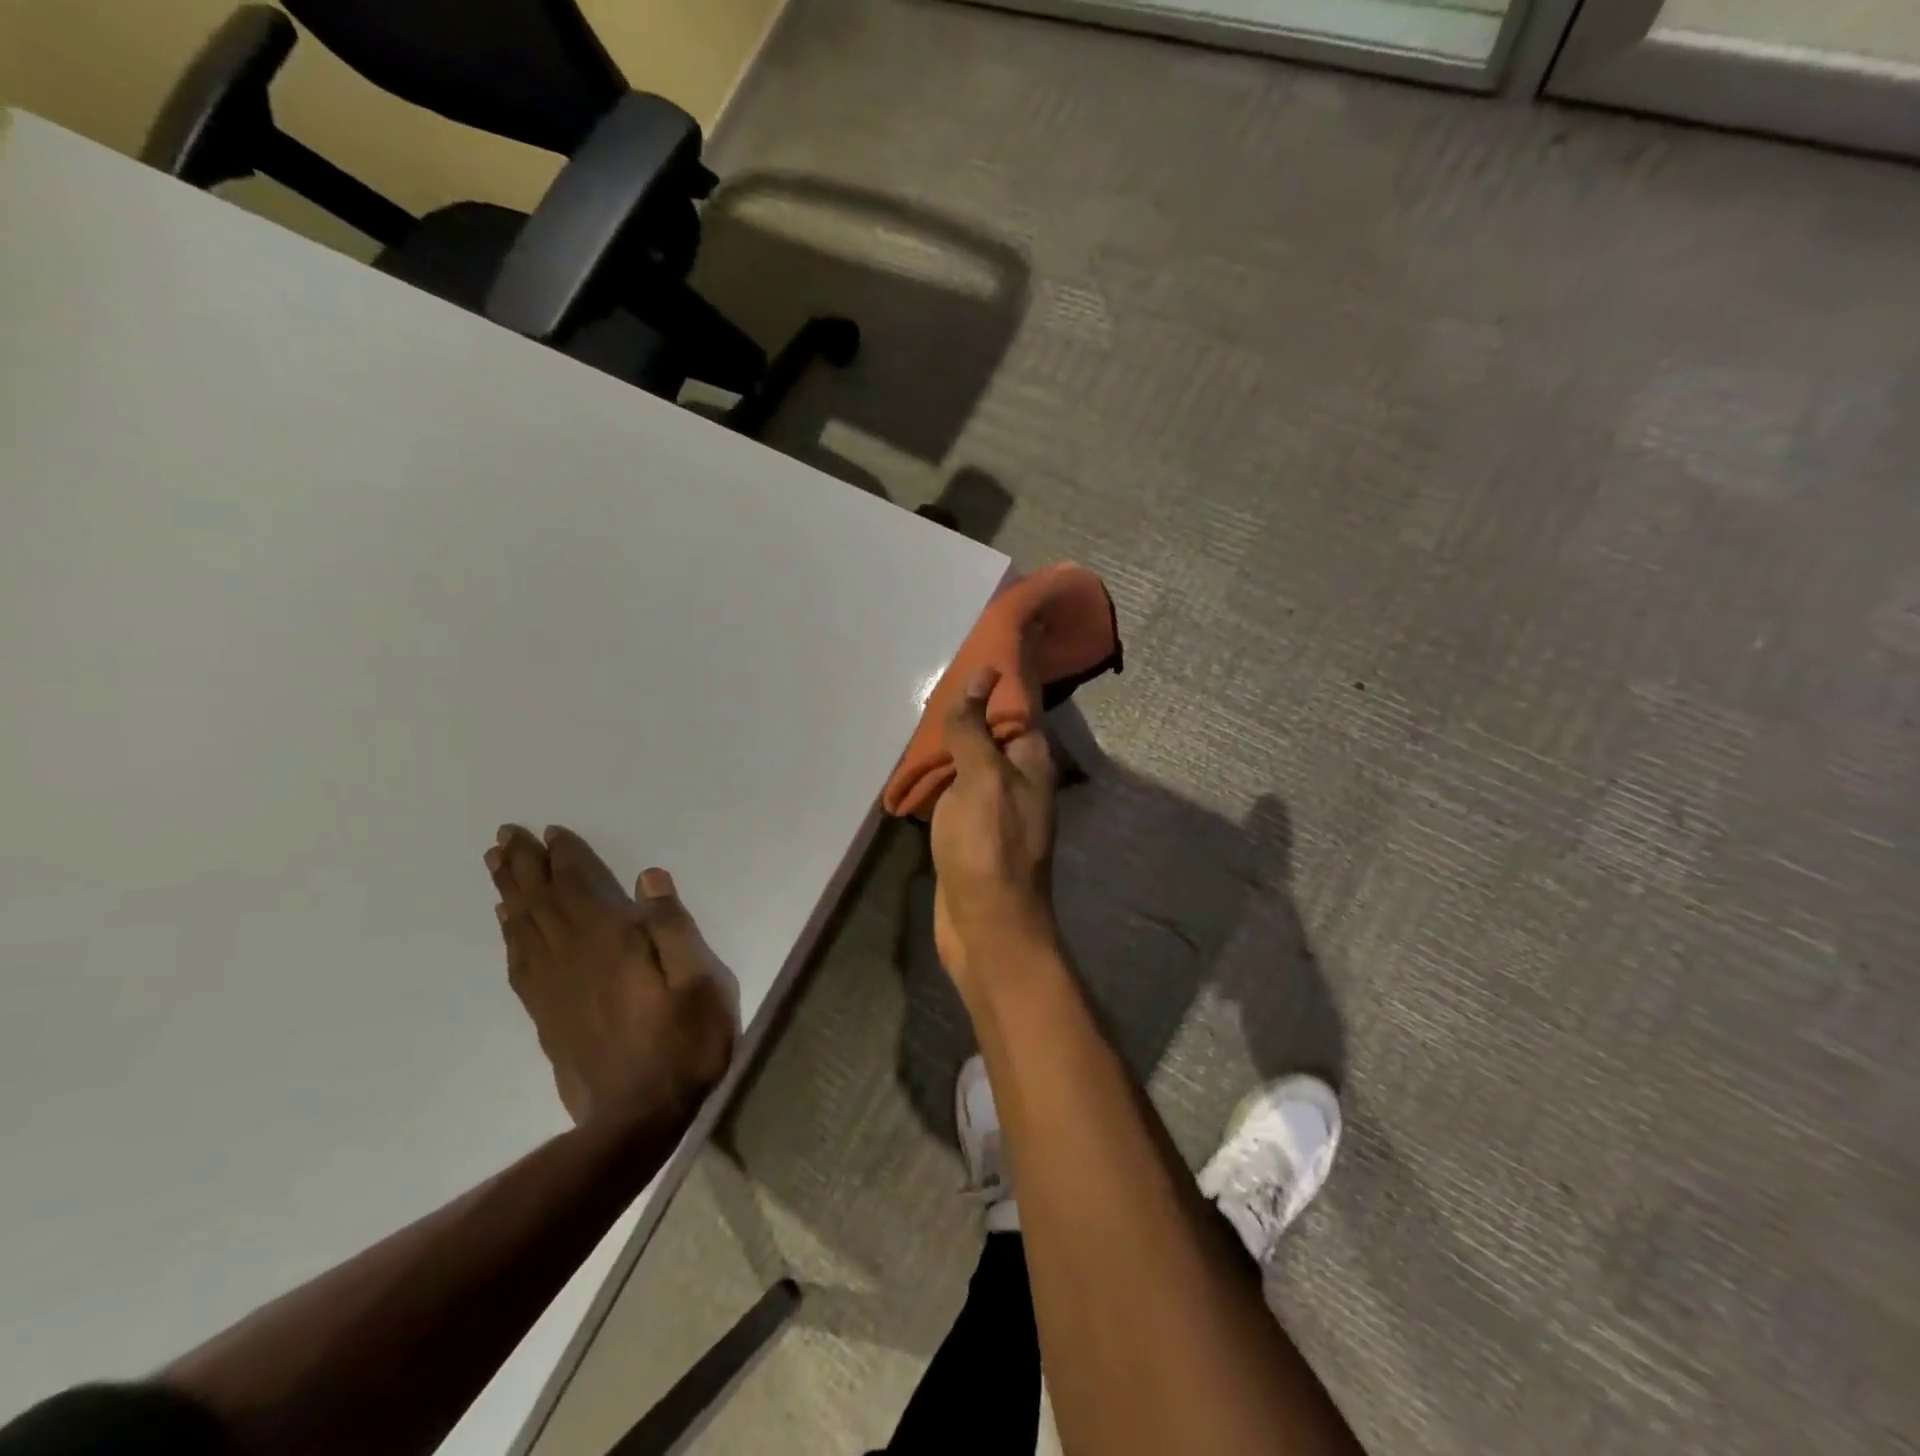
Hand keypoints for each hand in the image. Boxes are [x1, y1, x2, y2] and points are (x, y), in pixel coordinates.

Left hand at [486, 825, 737, 1132]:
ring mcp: (554, 989)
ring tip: (496, 866)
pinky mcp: (547, 1017)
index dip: (564, 857)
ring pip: (524, 929)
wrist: (637, 1120)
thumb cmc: (682, 1043)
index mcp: (610, 942)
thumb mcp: (700, 981)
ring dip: (509, 893)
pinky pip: (520, 964)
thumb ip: (673, 928)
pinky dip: (510, 936)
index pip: (579, 887)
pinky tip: (509, 927)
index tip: (550, 831)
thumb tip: (649, 879)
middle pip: (541, 902)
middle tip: (504, 835)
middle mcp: (572, 958)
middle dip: (523, 865)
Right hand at [929, 665, 1059, 991]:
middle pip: (993, 737)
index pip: (1017, 711)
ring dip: (950, 750)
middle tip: (930, 693)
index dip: (994, 687)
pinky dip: (941, 782)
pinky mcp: (974, 836)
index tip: (964, 663)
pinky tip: (916, 770)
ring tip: (917, 723)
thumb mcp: (981, 778)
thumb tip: (983, 675)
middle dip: (967, 716)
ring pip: (973, 767)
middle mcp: (1021, 783)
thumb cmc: (988, 846)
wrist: (986, 925)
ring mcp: (997, 811)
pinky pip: (957, 796)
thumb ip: (976, 728)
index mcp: (1032, 763)